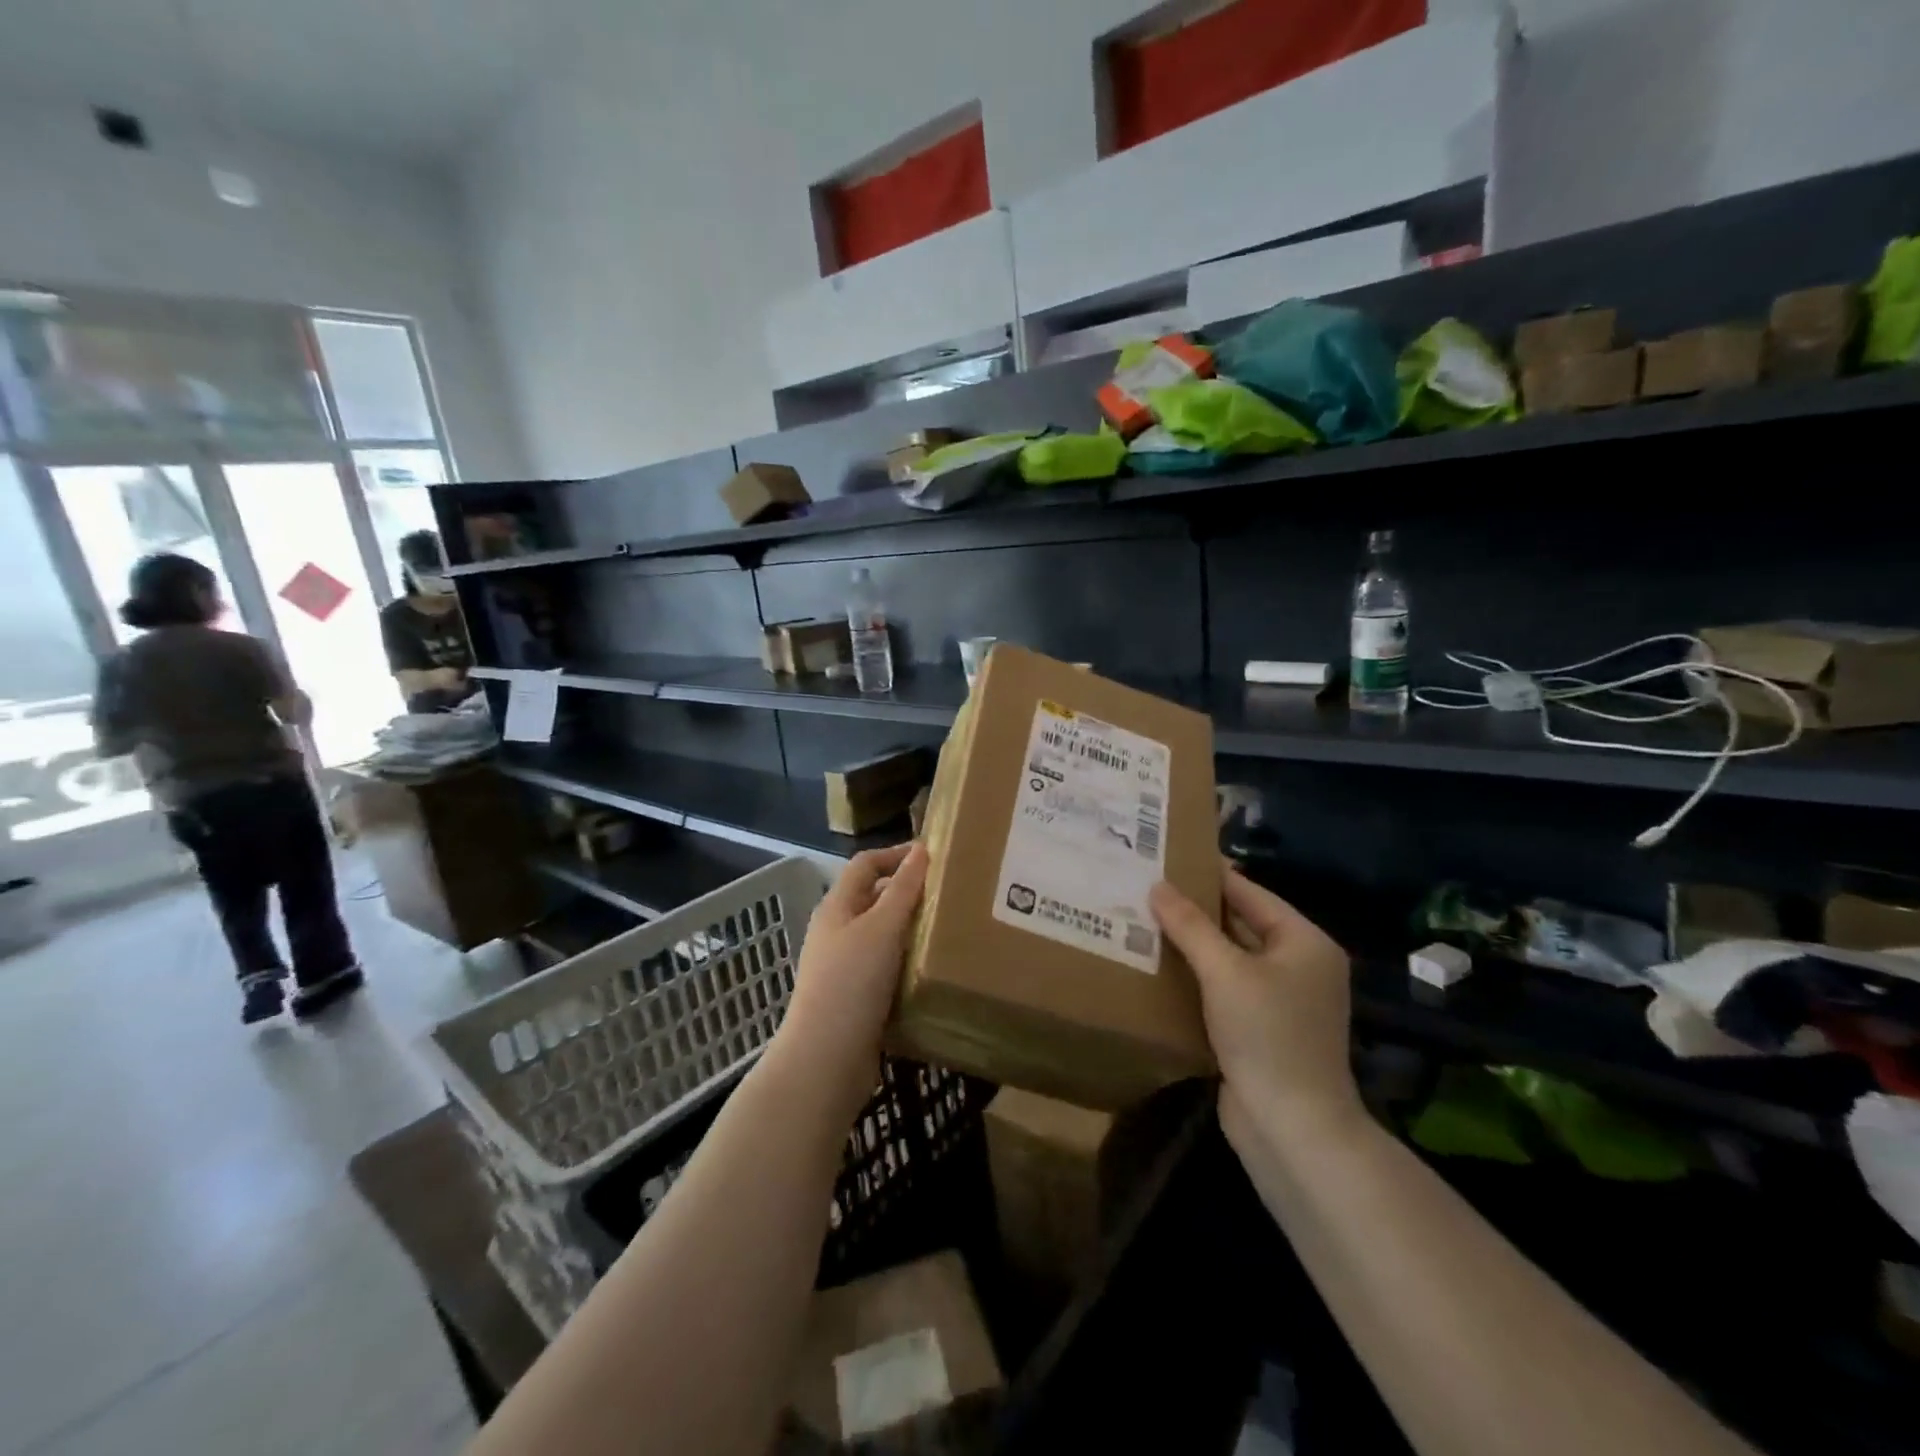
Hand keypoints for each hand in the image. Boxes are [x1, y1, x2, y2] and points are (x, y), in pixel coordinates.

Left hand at [777, 843, 927, 1098]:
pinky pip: (887, 967)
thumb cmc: (852, 983)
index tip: (936, 856)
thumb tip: (922, 849)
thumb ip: (903, 889)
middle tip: (951, 894)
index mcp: (837, 907)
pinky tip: (934, 970)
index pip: (866, 864)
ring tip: (952, 930)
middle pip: (875, 898)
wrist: (826, 1059)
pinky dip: (909, 962)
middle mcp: (837, 931)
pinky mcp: (856, 997)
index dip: (897, 854)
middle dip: (910, 892)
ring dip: (912, 929)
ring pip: (883, 935)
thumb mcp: (882, 928)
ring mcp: (844, 966)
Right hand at [1150, 863, 1360, 1149]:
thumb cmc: (1267, 1035)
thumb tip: (1157, 886)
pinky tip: (1158, 968)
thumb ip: (1190, 926)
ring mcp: (1281, 1000)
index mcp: (1304, 942)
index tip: (1167, 858)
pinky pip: (1225, 989)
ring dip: (1192, 945)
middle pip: (1240, 924)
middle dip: (1195, 911)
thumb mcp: (1225, 972)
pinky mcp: (1261, 1029)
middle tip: (1146, 889)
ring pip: (1229, 959)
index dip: (1209, 876)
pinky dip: (1197, 978)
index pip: (1250, 893)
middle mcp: (1298, 965)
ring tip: (1142, 922)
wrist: (1291, 1128)